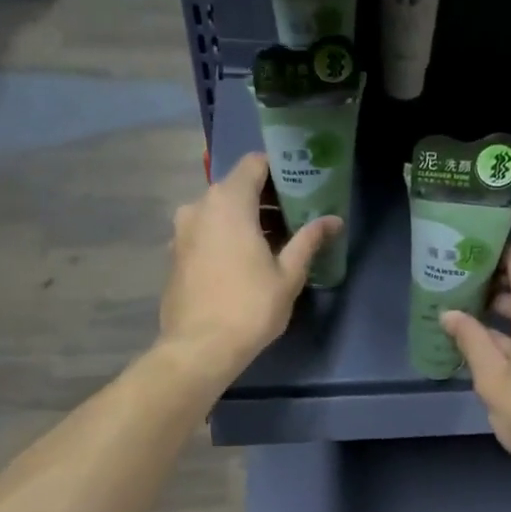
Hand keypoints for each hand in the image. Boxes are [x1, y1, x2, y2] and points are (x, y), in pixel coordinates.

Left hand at [159, 153, 337, 383]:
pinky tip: (246, 262)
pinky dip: (227, 236)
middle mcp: (200, 206)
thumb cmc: (250, 306)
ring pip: (220, 211)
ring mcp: (183, 230)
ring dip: (247, 219)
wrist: (200, 347)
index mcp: (229, 202)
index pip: (255, 164)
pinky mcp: (176, 253)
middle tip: (296, 218)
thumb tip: (334, 220)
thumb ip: (309, 240)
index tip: (302, 187)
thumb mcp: (289, 274)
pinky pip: (206, 231)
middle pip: (237, 186)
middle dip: (267, 198)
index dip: (280, 170)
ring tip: (275, 243)